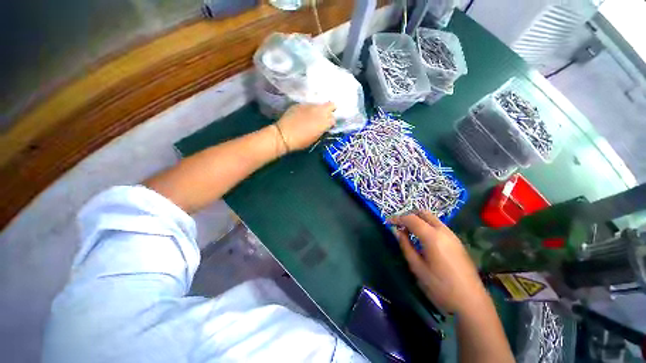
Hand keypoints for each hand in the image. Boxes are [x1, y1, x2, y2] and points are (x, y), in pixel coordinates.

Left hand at [275, 102, 335, 151]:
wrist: (284, 135)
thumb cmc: (301, 141)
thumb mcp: (316, 137)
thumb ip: (322, 129)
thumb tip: (325, 125)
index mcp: (325, 121)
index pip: (334, 119)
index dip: (331, 123)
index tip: (328, 126)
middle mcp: (320, 110)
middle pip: (331, 105)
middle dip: (330, 110)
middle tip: (324, 117)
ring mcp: (310, 105)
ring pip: (319, 105)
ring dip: (318, 110)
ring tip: (312, 117)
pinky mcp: (300, 104)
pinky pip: (308, 105)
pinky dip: (308, 110)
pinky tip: (302, 116)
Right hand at [389, 211, 489, 314]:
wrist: (471, 302)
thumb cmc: (440, 287)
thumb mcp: (417, 267)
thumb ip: (405, 245)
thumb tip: (397, 231)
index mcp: (432, 236)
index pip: (411, 219)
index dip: (397, 218)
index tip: (388, 222)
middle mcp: (443, 231)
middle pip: (423, 213)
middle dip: (408, 215)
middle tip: (399, 225)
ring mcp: (452, 235)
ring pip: (431, 218)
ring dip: (418, 220)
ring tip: (408, 232)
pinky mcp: (457, 241)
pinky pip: (438, 226)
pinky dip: (426, 225)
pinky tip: (422, 238)